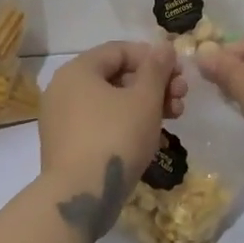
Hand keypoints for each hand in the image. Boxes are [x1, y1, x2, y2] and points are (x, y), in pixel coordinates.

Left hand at [38, 41, 186, 238]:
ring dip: (145, 105)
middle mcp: (63, 89)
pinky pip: (100, 123)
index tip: (179, 73)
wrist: (80, 196)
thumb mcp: (144, 99)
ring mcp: (62, 119)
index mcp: (78, 70)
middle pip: (116, 76)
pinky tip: (151, 137)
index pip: (119, 50)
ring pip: (110, 102)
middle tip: (181, 98)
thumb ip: (157, 69)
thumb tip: (163, 47)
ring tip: (175, 118)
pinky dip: (126, 123)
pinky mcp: (66, 145)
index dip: (153, 57)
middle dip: (154, 84)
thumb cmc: (115, 137)